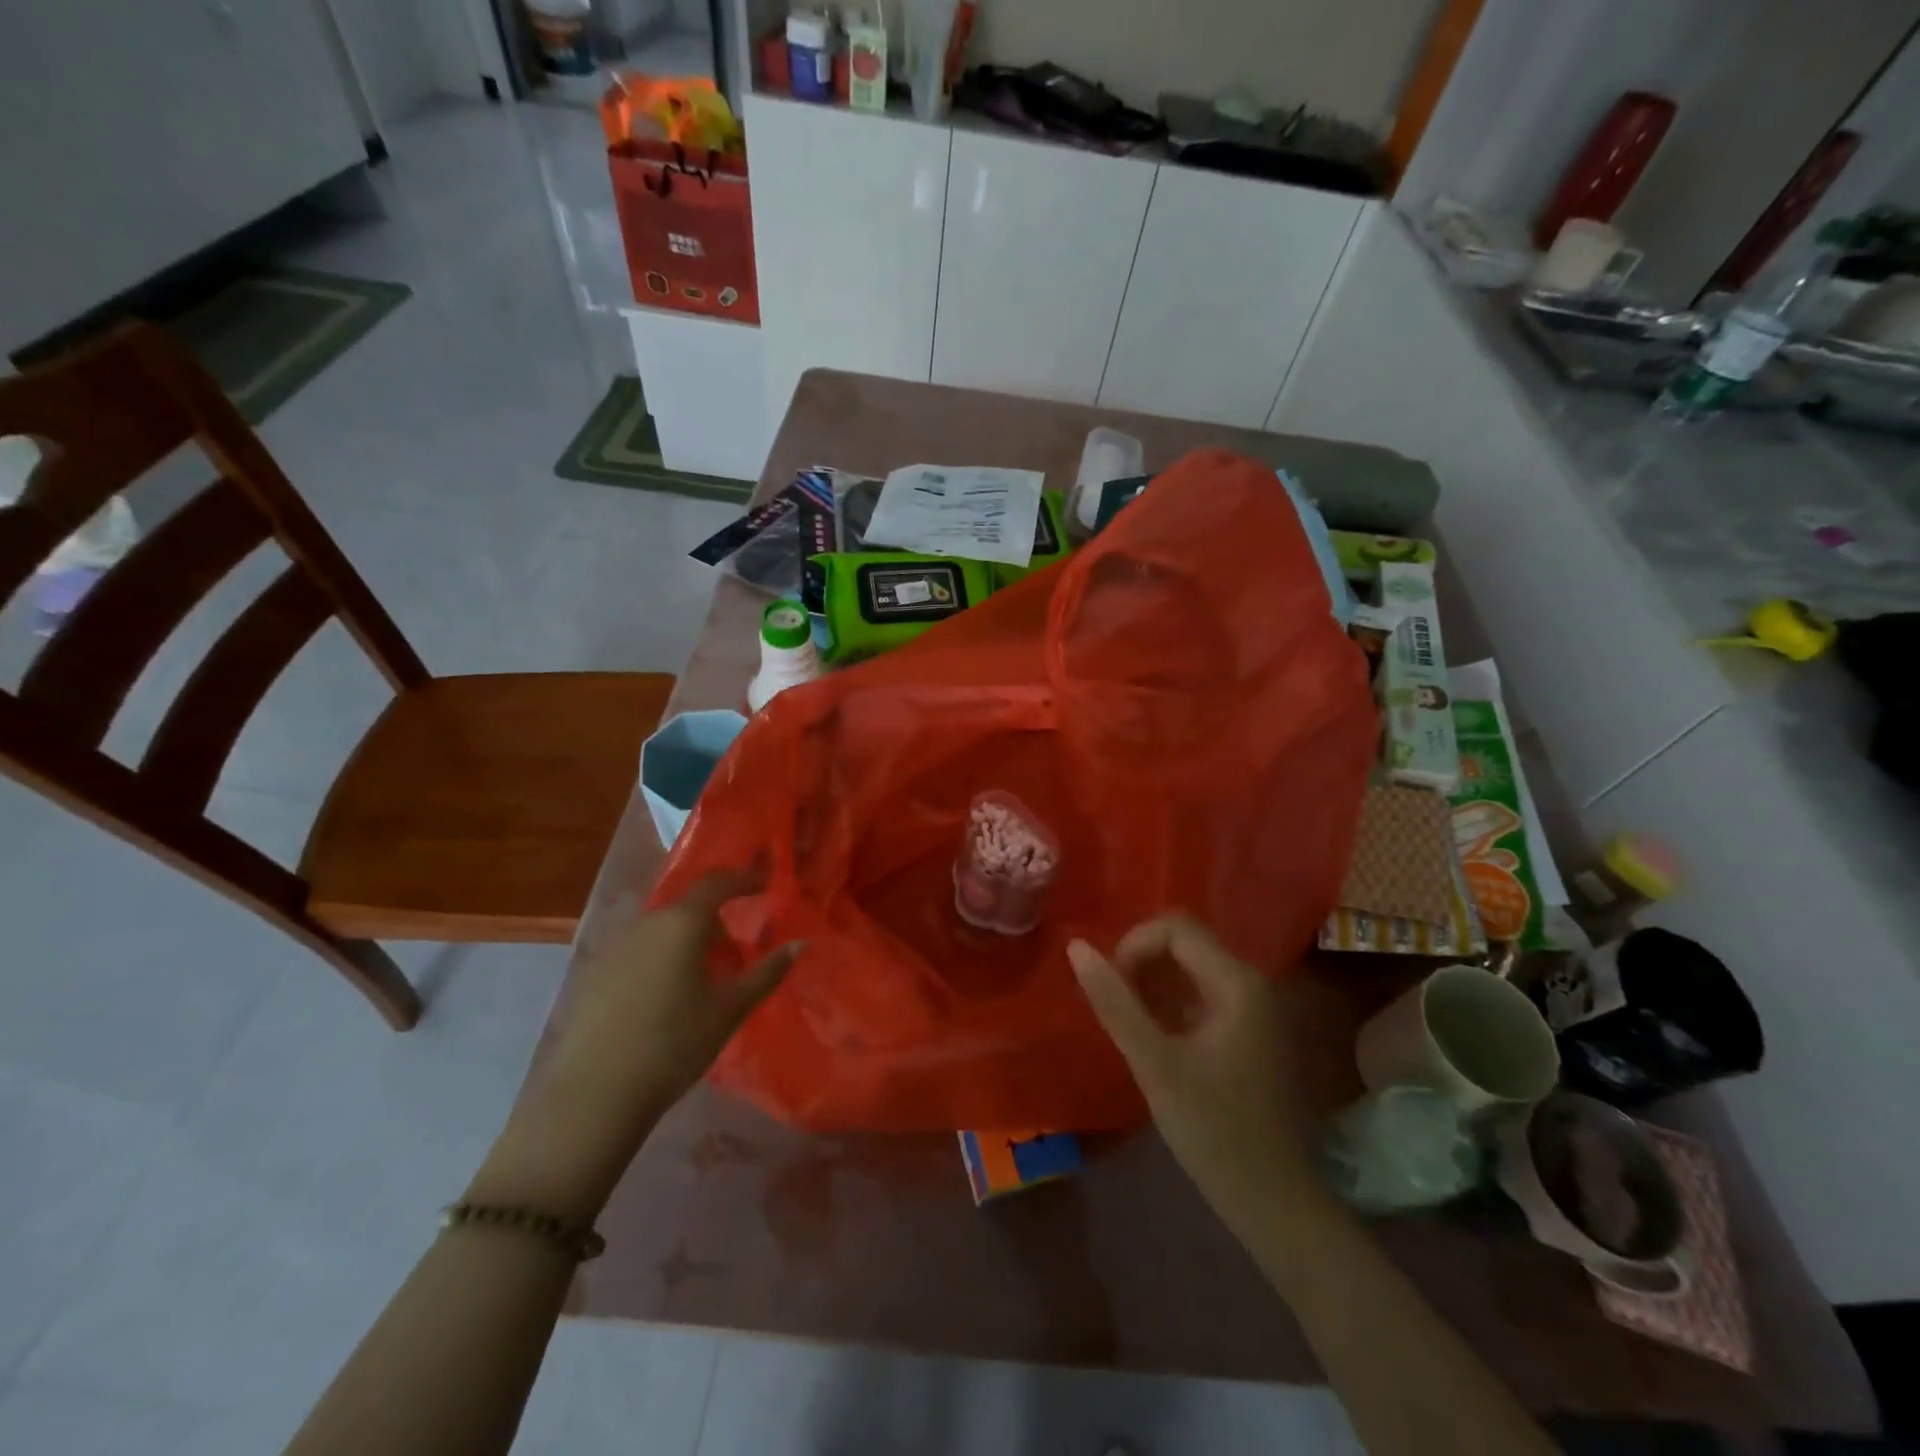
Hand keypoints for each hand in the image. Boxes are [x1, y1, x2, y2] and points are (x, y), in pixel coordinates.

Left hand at [473, 872, 798, 1220]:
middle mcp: (647, 923)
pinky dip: (664, 957)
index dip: (745, 878)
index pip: (718, 882)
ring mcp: (616, 947)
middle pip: (689, 906)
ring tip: (707, 978)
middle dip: (718, 919)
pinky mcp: (597, 974)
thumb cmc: (673, 1044)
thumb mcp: (729, 1009)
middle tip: (739, 951)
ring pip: (664, 928)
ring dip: (690, 940)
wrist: (592, 1095)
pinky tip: (669, 997)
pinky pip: (641, 950)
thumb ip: (767, 972)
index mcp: (682, 923)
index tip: (767, 884)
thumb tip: (800, 944)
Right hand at [1069, 915, 1317, 1235]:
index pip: (1175, 928)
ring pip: (1187, 965)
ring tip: (1127, 1021)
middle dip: (1140, 962)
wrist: (1270, 1199)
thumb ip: (1114, 1002)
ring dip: (1150, 981)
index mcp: (1237, 982)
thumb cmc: (1213, 1130)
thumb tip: (1076, 947)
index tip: (1110, 987)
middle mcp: (1250, 981)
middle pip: (1183, 940)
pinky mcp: (1244, 1027)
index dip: (1133, 946)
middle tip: (1115, 1005)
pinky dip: (1167, 1000)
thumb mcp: (1154, 1064)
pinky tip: (1150, 1034)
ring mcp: (1250, 1005)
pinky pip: (1197, 990)